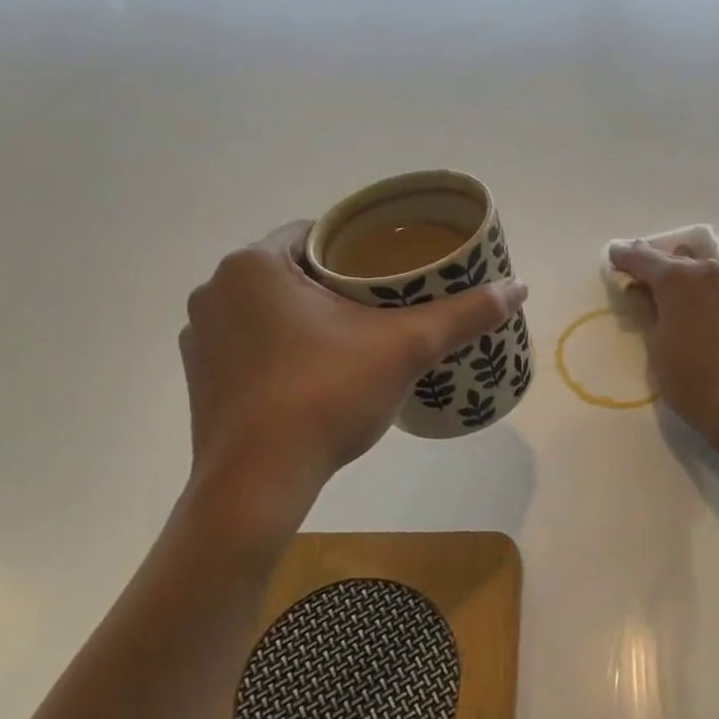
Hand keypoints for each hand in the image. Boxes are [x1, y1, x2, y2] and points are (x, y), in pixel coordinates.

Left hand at [182, 222, 526, 500]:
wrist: (257, 485)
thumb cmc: (325, 397)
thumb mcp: (405, 349)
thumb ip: (462, 314)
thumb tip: (520, 287)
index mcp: (254, 263)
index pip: (317, 233)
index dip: (358, 247)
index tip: (390, 269)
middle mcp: (215, 288)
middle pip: (293, 268)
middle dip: (334, 281)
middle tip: (382, 304)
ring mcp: (199, 334)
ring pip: (268, 305)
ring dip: (303, 313)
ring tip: (351, 337)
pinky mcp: (198, 375)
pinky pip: (248, 340)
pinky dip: (278, 345)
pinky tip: (311, 370)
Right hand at [606, 240, 718, 456]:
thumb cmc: (693, 379)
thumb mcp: (656, 347)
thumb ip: (645, 312)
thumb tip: (640, 292)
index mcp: (678, 279)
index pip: (643, 258)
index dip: (625, 256)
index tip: (613, 256)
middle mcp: (707, 272)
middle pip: (674, 259)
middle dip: (654, 265)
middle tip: (638, 279)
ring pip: (700, 270)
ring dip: (682, 277)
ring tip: (668, 296)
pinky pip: (718, 287)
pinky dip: (702, 292)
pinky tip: (696, 311)